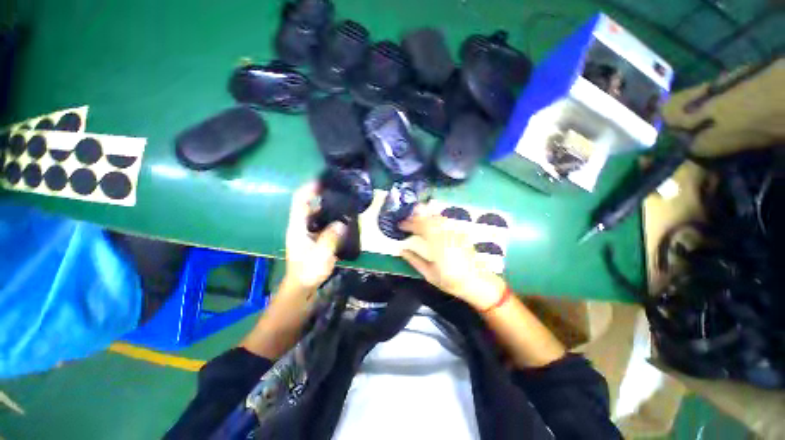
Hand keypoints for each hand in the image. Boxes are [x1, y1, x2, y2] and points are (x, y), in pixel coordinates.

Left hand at [284, 182, 346, 290]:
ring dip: (328, 208)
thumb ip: (330, 237)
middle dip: (322, 196)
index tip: (322, 180)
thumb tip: (341, 223)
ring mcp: (307, 233)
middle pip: (309, 205)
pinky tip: (343, 221)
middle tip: (339, 192)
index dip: (309, 188)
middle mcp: (301, 227)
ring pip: (317, 215)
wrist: (302, 287)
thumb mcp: (321, 255)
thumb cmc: (308, 272)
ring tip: (344, 204)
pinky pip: (323, 224)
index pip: (300, 202)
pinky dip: (331, 219)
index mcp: (297, 227)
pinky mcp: (314, 239)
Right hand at [399, 207, 505, 309]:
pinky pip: (445, 221)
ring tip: (416, 219)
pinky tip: (431, 222)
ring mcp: (455, 233)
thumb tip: (401, 250)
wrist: (477, 282)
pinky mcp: (460, 233)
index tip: (400, 225)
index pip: (420, 227)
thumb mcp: (429, 274)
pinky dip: (435, 219)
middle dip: (415, 217)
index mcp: (437, 246)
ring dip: (425, 216)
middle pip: (429, 219)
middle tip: (406, 221)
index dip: (409, 224)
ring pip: (437, 218)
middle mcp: (446, 235)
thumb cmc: (451, 281)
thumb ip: (414, 260)